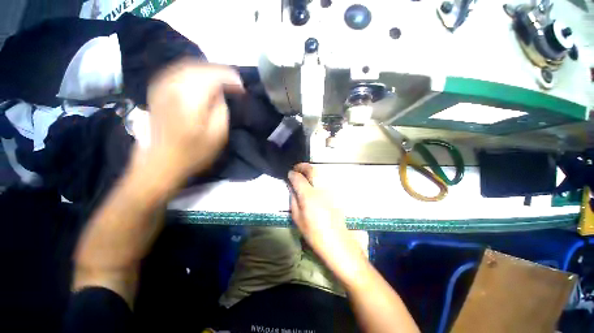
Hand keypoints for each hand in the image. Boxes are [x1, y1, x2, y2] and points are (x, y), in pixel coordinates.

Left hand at [142, 60, 243, 180]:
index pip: (213, 75)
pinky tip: (202, 81)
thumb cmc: (194, 153)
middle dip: (220, 72)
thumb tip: (220, 93)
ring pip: (188, 66)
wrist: (161, 161)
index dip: (230, 78)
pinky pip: (177, 71)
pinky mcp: (157, 90)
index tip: (241, 87)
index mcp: (190, 98)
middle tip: (234, 83)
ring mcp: (161, 86)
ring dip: (207, 71)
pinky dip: (193, 73)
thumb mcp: (217, 135)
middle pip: (200, 66)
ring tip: (221, 82)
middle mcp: (173, 85)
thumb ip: (221, 109)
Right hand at [288, 163, 366, 281]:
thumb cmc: (315, 234)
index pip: (298, 178)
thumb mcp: (298, 219)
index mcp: (309, 196)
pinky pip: (326, 179)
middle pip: (312, 170)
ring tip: (304, 174)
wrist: (338, 243)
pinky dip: (318, 177)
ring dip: (311, 170)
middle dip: (303, 166)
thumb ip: (293, 200)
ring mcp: (331, 190)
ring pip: (320, 173)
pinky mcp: (337, 193)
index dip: (292, 174)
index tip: (289, 174)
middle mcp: (321, 189)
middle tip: (297, 169)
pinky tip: (314, 183)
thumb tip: (292, 188)